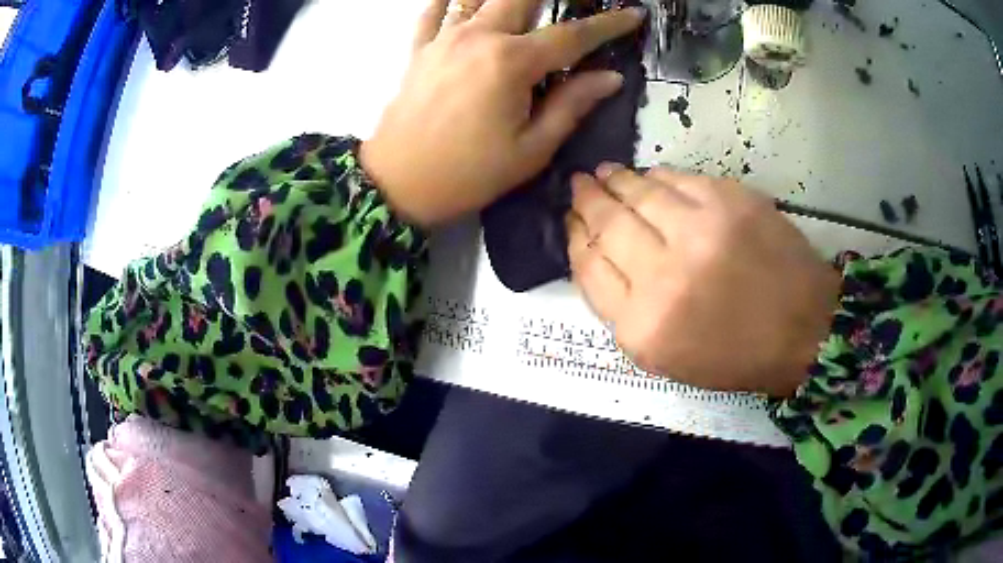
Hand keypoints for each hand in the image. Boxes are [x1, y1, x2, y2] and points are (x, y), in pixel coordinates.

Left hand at [360, 0, 643, 227]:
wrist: (397, 184)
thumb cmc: (468, 174)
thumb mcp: (531, 149)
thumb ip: (572, 106)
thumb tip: (609, 78)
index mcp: (512, 62)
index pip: (572, 35)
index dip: (608, 24)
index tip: (633, 14)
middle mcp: (478, 37)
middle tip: (568, 4)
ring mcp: (444, 39)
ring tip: (522, 7)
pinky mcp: (420, 50)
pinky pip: (432, 12)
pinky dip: (447, 1)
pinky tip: (459, 1)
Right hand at [567, 165, 840, 396]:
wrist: (803, 329)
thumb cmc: (735, 354)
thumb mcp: (666, 357)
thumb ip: (624, 311)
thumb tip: (598, 255)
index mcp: (644, 327)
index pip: (590, 268)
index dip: (575, 238)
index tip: (571, 220)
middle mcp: (665, 277)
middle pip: (608, 226)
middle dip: (587, 201)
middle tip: (579, 185)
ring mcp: (700, 232)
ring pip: (639, 195)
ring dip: (616, 180)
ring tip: (604, 173)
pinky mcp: (729, 202)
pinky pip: (678, 180)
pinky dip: (656, 176)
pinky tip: (647, 175)